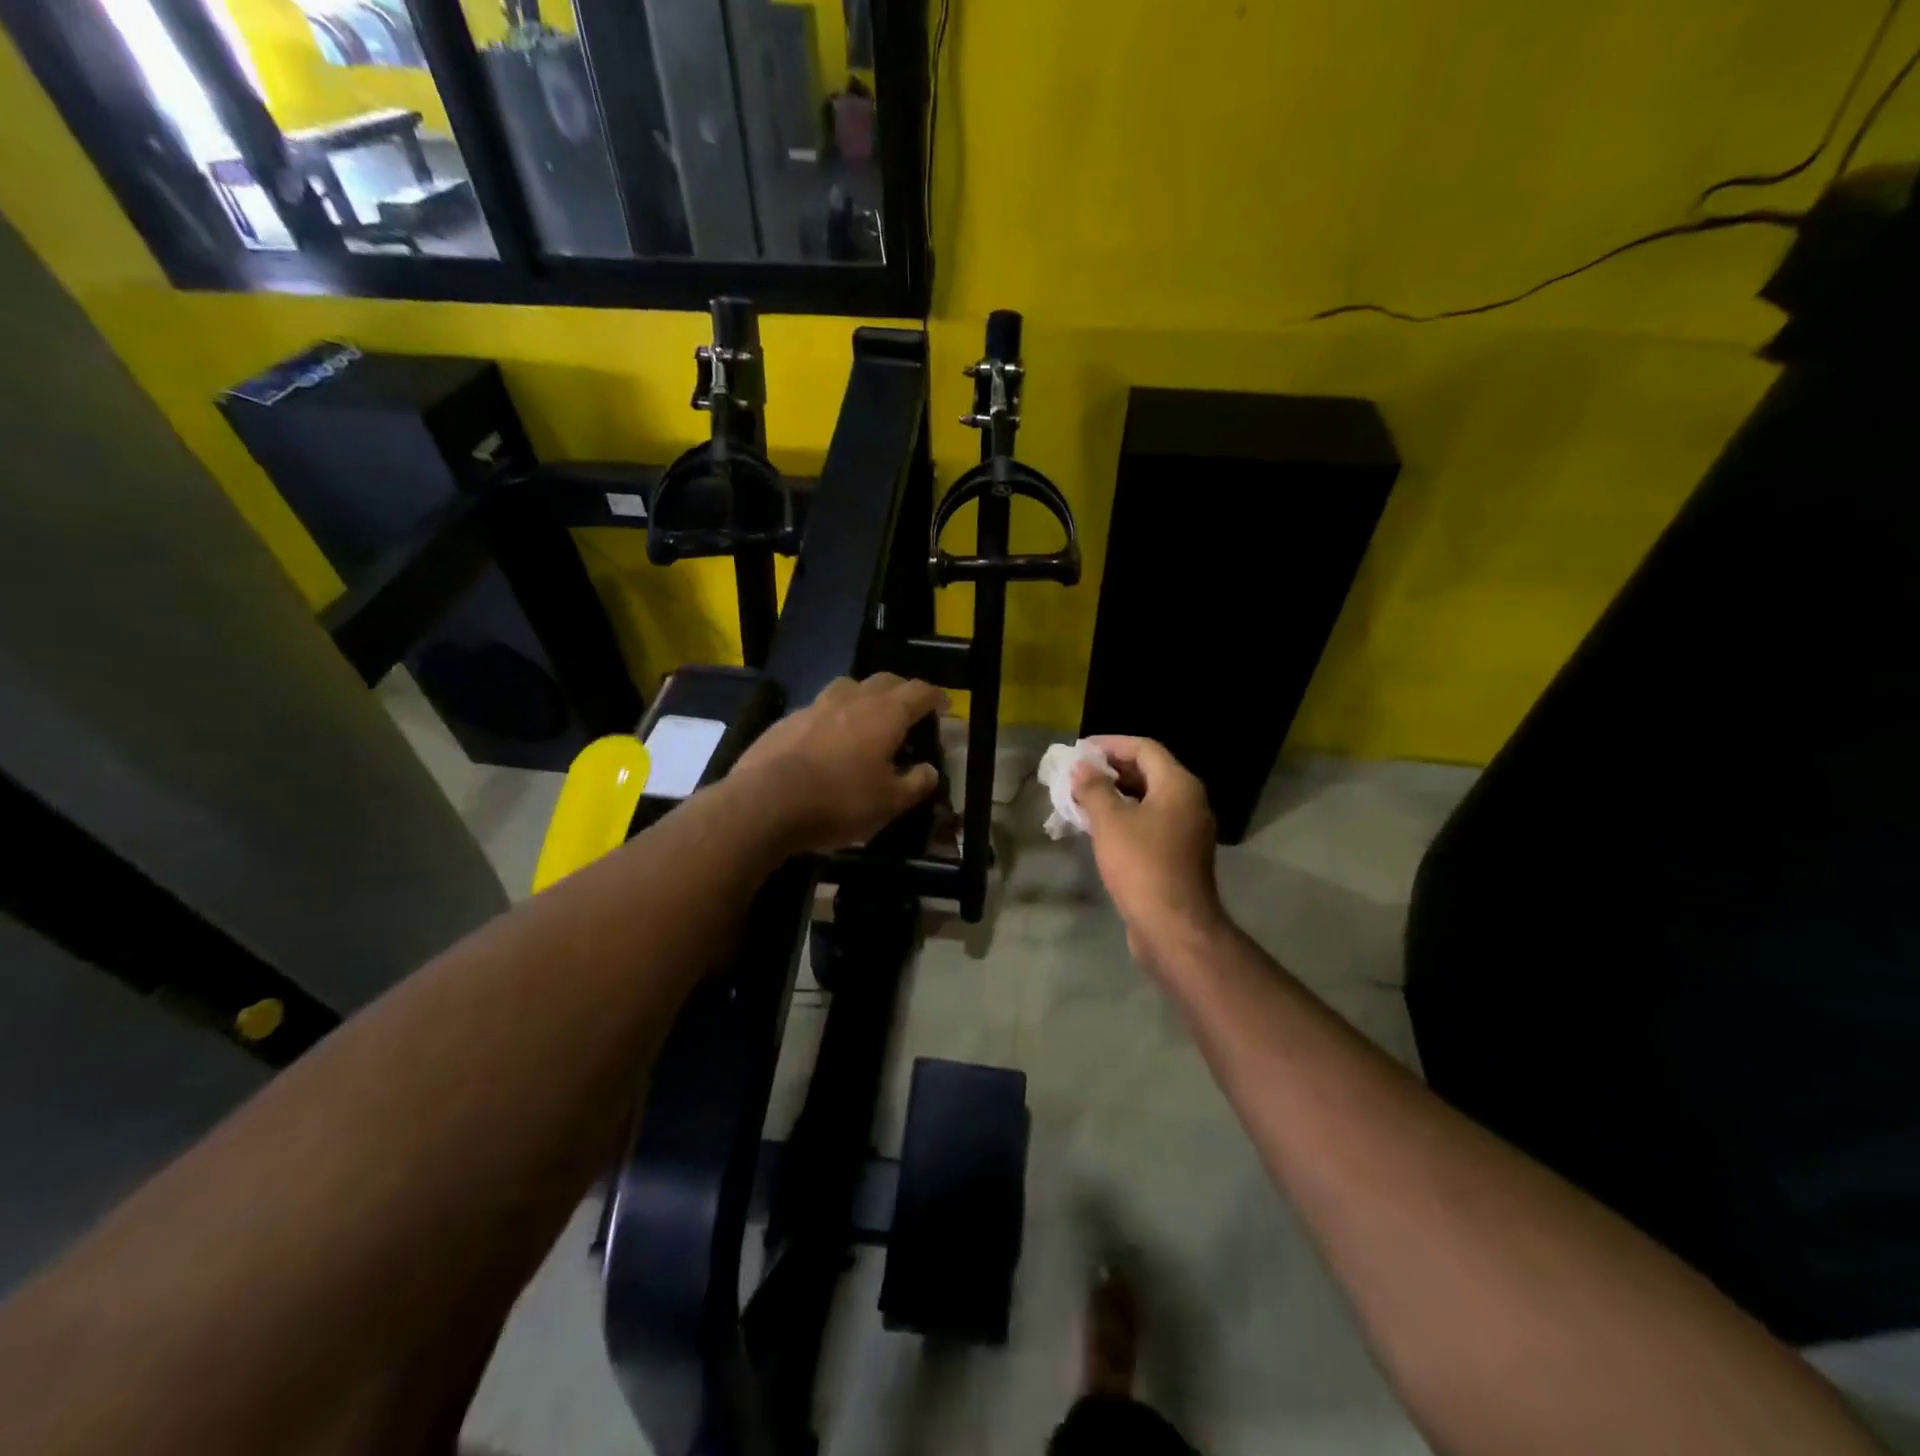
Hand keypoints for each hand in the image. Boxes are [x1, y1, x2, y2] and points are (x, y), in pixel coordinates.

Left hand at [734, 674, 946, 854]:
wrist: (765, 802)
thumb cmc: (839, 802)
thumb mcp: (889, 803)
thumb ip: (915, 784)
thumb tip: (929, 770)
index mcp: (885, 714)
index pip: (920, 692)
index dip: (936, 698)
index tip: (943, 707)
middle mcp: (853, 699)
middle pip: (885, 680)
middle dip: (902, 691)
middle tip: (909, 711)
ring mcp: (816, 705)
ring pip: (848, 687)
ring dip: (865, 696)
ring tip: (867, 718)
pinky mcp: (786, 719)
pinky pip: (819, 708)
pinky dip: (833, 716)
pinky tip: (828, 739)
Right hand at [1072, 736, 1226, 969]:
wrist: (1173, 926)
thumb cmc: (1141, 865)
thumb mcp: (1110, 822)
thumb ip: (1094, 789)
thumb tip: (1081, 767)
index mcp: (1178, 785)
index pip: (1144, 748)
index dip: (1111, 744)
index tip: (1080, 750)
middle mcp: (1189, 801)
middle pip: (1149, 771)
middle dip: (1111, 770)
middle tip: (1077, 774)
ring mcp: (1187, 829)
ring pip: (1149, 799)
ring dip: (1116, 795)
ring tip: (1081, 799)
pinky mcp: (1179, 854)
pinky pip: (1151, 822)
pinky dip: (1126, 817)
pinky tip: (1099, 828)